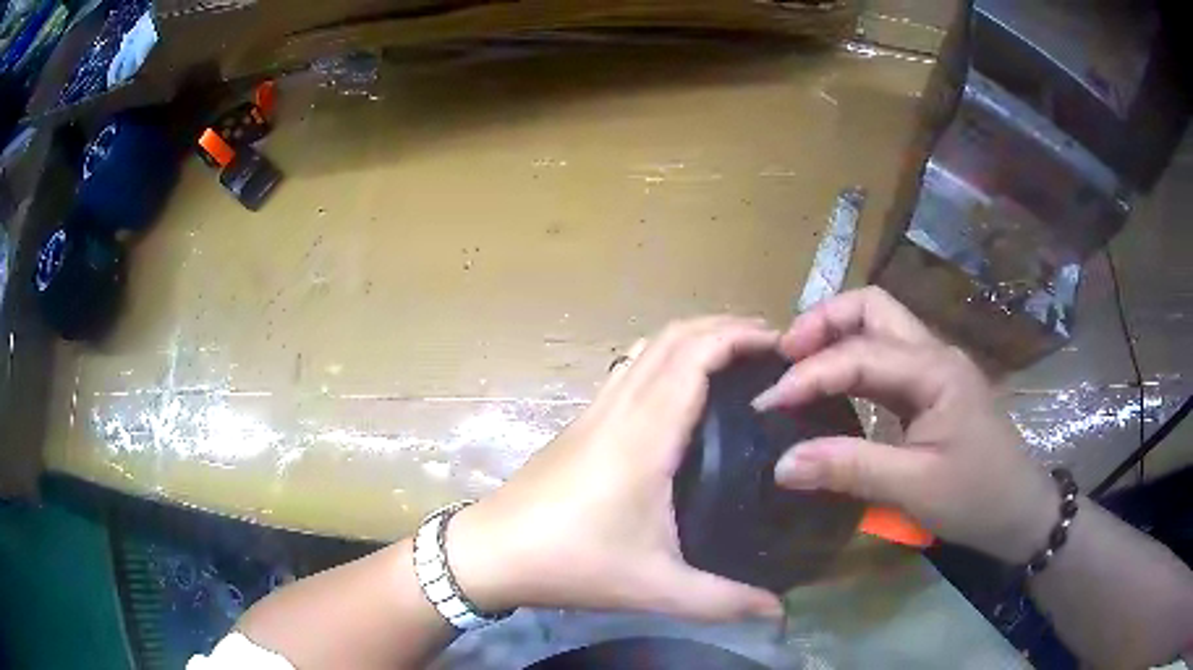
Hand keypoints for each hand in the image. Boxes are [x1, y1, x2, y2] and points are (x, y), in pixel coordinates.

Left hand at [447, 317, 785, 620]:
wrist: (492, 551)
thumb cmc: (572, 564)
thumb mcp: (655, 588)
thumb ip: (722, 601)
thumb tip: (779, 611)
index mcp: (645, 436)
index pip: (694, 356)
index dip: (738, 336)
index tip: (781, 345)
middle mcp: (620, 409)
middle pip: (672, 337)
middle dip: (723, 327)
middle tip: (769, 345)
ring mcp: (596, 411)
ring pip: (648, 347)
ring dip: (692, 337)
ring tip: (734, 356)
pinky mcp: (581, 422)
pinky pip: (630, 368)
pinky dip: (666, 356)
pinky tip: (682, 387)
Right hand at [754, 287, 1056, 563]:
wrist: (1019, 511)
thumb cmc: (976, 496)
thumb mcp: (913, 487)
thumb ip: (848, 469)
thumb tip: (781, 463)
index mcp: (934, 369)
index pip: (860, 354)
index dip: (809, 374)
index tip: (767, 403)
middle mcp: (933, 354)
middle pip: (872, 307)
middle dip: (823, 322)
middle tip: (784, 357)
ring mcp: (933, 369)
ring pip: (878, 326)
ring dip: (835, 337)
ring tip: (798, 367)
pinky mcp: (931, 389)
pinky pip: (884, 359)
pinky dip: (851, 363)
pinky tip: (832, 389)